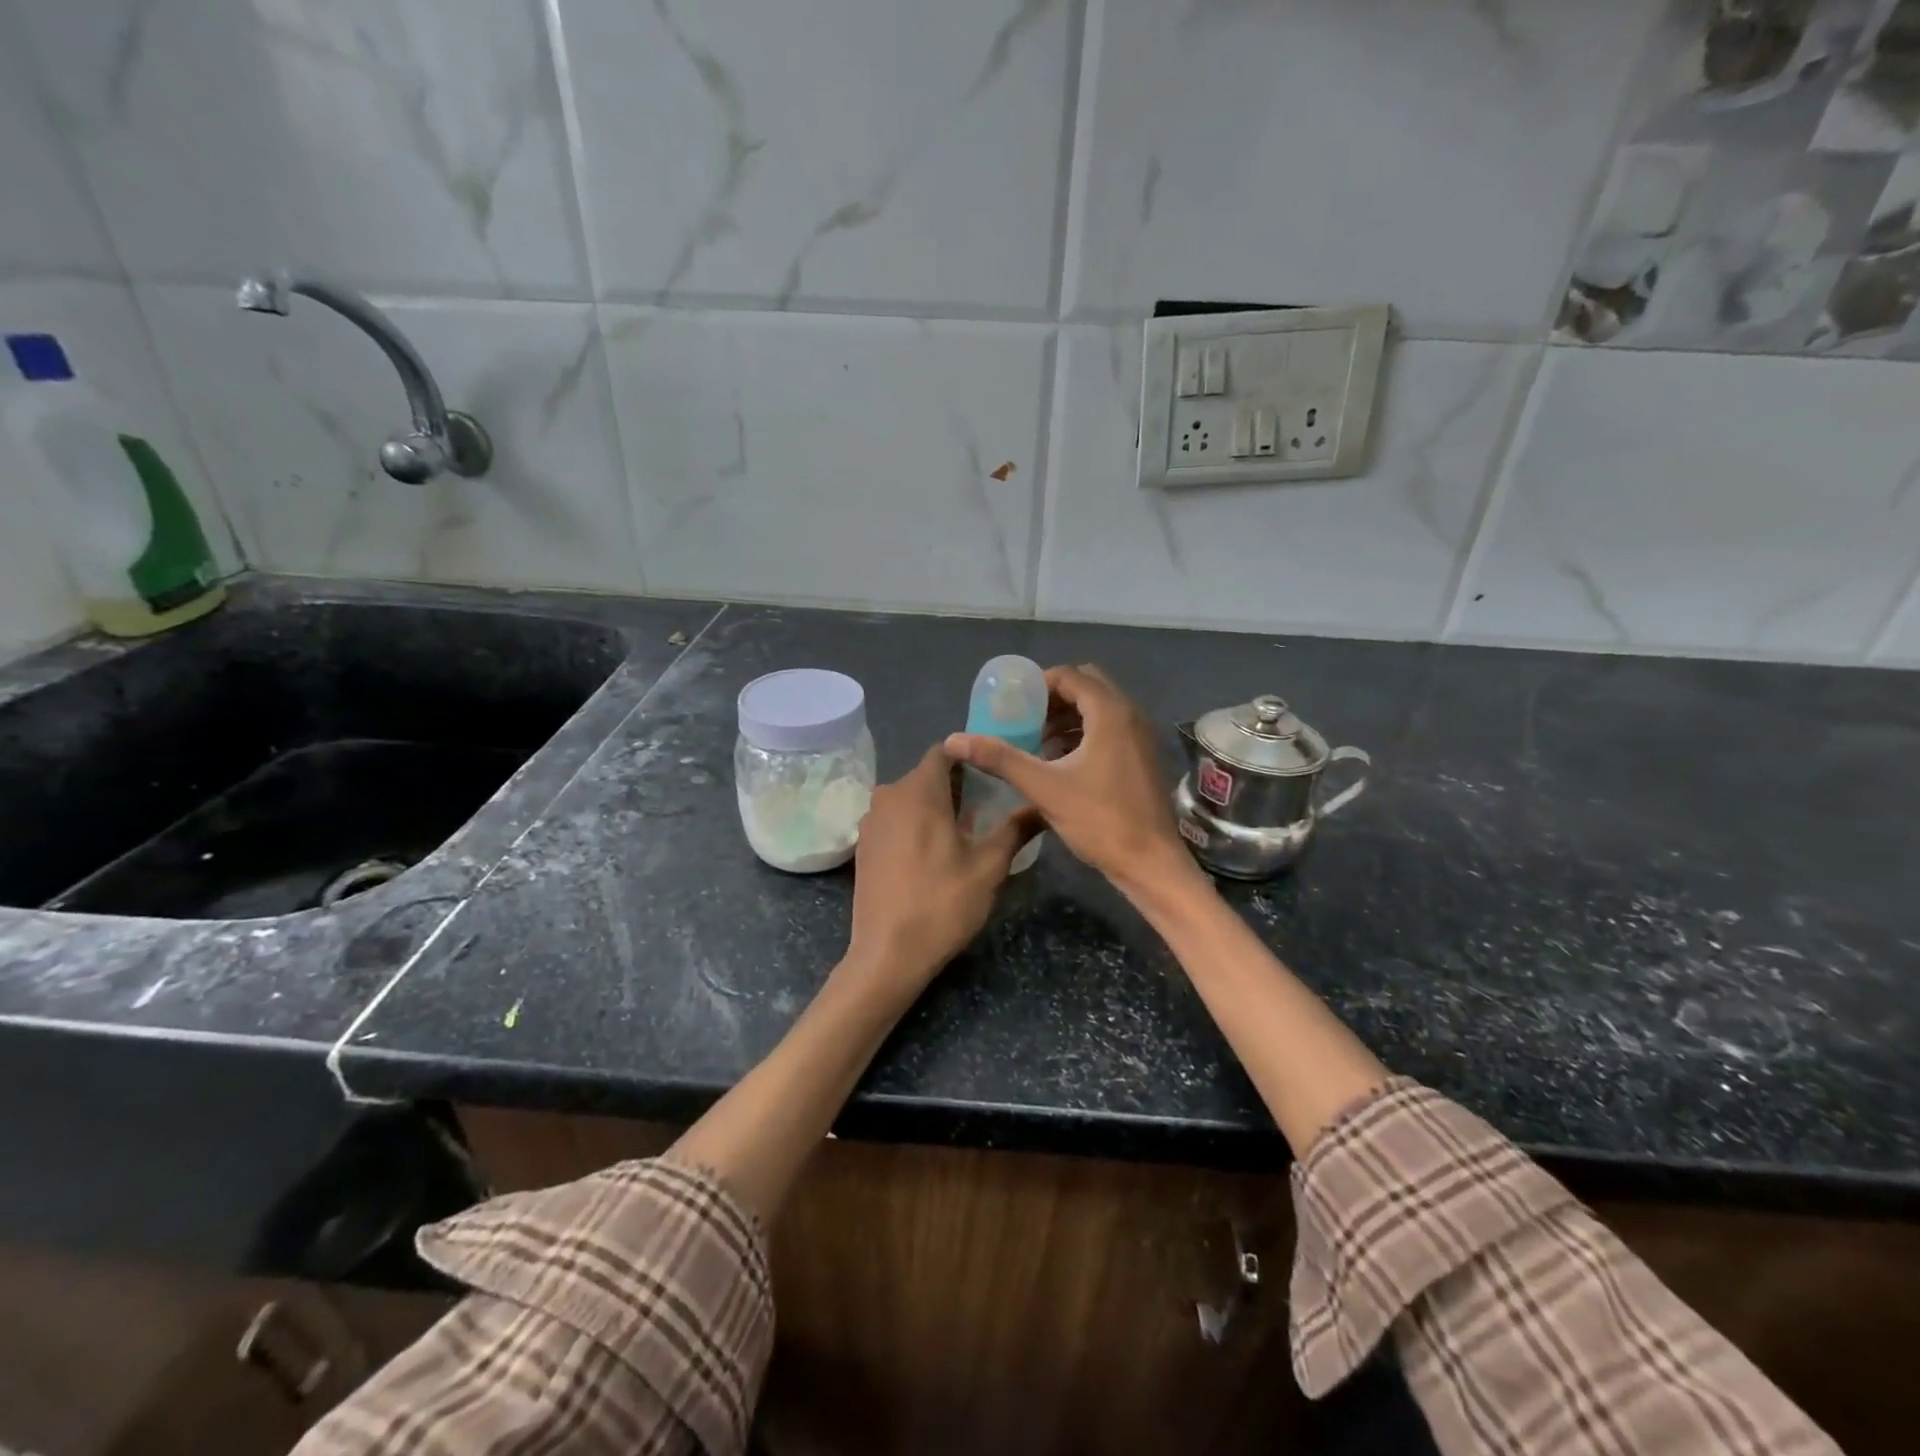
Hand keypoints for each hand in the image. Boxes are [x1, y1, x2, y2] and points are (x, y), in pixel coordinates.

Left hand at [845, 744, 1033, 1002]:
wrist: (887, 954)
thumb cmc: (942, 903)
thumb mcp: (989, 866)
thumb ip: (1015, 829)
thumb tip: (1042, 806)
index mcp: (918, 790)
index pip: (945, 752)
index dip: (971, 757)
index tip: (995, 772)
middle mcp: (888, 795)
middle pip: (926, 775)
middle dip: (957, 785)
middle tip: (989, 805)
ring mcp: (871, 821)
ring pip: (909, 799)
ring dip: (935, 806)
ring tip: (966, 830)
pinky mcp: (863, 846)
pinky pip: (895, 820)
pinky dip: (915, 825)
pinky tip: (934, 853)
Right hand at [945, 664, 1197, 901]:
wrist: (1150, 862)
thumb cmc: (1100, 820)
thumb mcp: (1044, 788)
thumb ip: (1001, 759)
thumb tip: (955, 740)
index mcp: (1110, 713)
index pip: (1070, 676)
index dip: (1038, 685)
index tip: (1012, 704)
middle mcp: (1130, 715)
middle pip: (1087, 686)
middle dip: (1053, 698)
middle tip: (1025, 719)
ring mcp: (1140, 736)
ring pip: (1100, 708)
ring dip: (1068, 716)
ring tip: (1037, 741)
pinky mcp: (1142, 756)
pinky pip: (1110, 728)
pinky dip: (1084, 733)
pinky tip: (1061, 761)